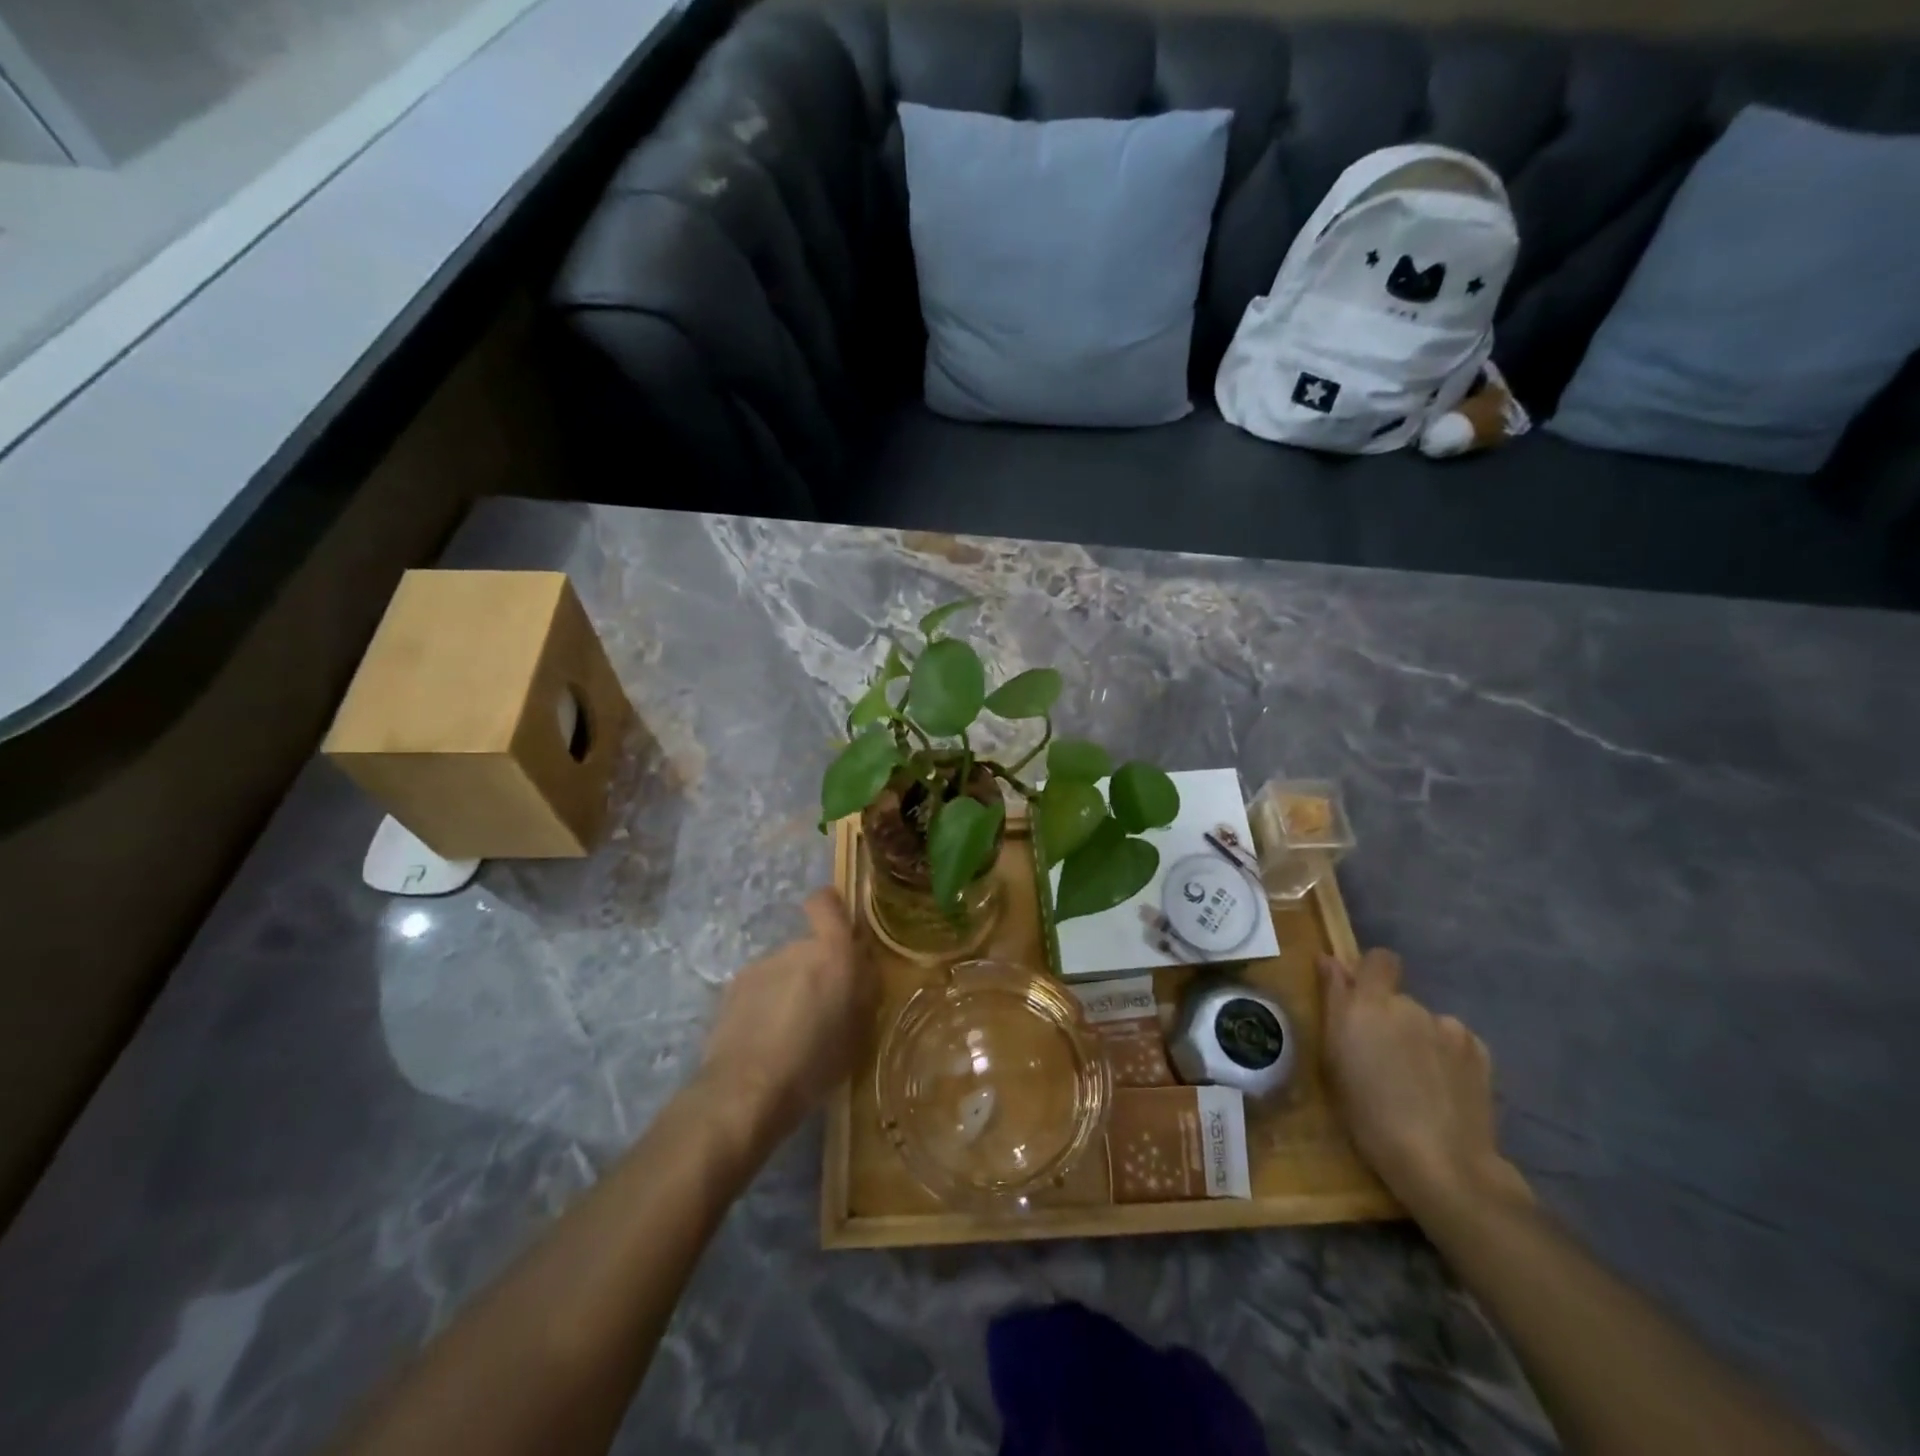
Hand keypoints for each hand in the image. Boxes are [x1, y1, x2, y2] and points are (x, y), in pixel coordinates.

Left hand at [700, 889, 872, 1148]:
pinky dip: (765, 1005)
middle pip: (810, 947)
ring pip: (784, 970)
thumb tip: (862, 968)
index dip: (831, 907)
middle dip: (817, 970)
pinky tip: (764, 1040)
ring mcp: (760, 966)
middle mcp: (795, 949)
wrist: (746, 1091)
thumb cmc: (815, 1064)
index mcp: (832, 954)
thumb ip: (863, 991)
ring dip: (791, 990)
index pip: (827, 902)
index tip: (840, 929)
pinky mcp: (732, 989)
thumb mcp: (859, 1033)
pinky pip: (760, 988)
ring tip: (790, 1034)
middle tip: (822, 1010)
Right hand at [1320, 949, 1531, 1219]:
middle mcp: (1408, 1006)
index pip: (1378, 959)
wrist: (1442, 1161)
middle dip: (1389, 1019)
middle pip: (1397, 999)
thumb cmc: (1368, 1114)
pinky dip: (1446, 1057)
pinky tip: (1444, 1089)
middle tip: (1383, 1059)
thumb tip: (1330, 961)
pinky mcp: (1479, 1052)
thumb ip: (1334, 1002)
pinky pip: (1454, 1042)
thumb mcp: (1333, 1060)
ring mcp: (1448, 1027)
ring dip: (1418, 1039)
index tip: (1359, 997)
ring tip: (1417, 1082)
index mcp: (1368, 1004)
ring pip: (1425, 1023)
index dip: (1371, 972)